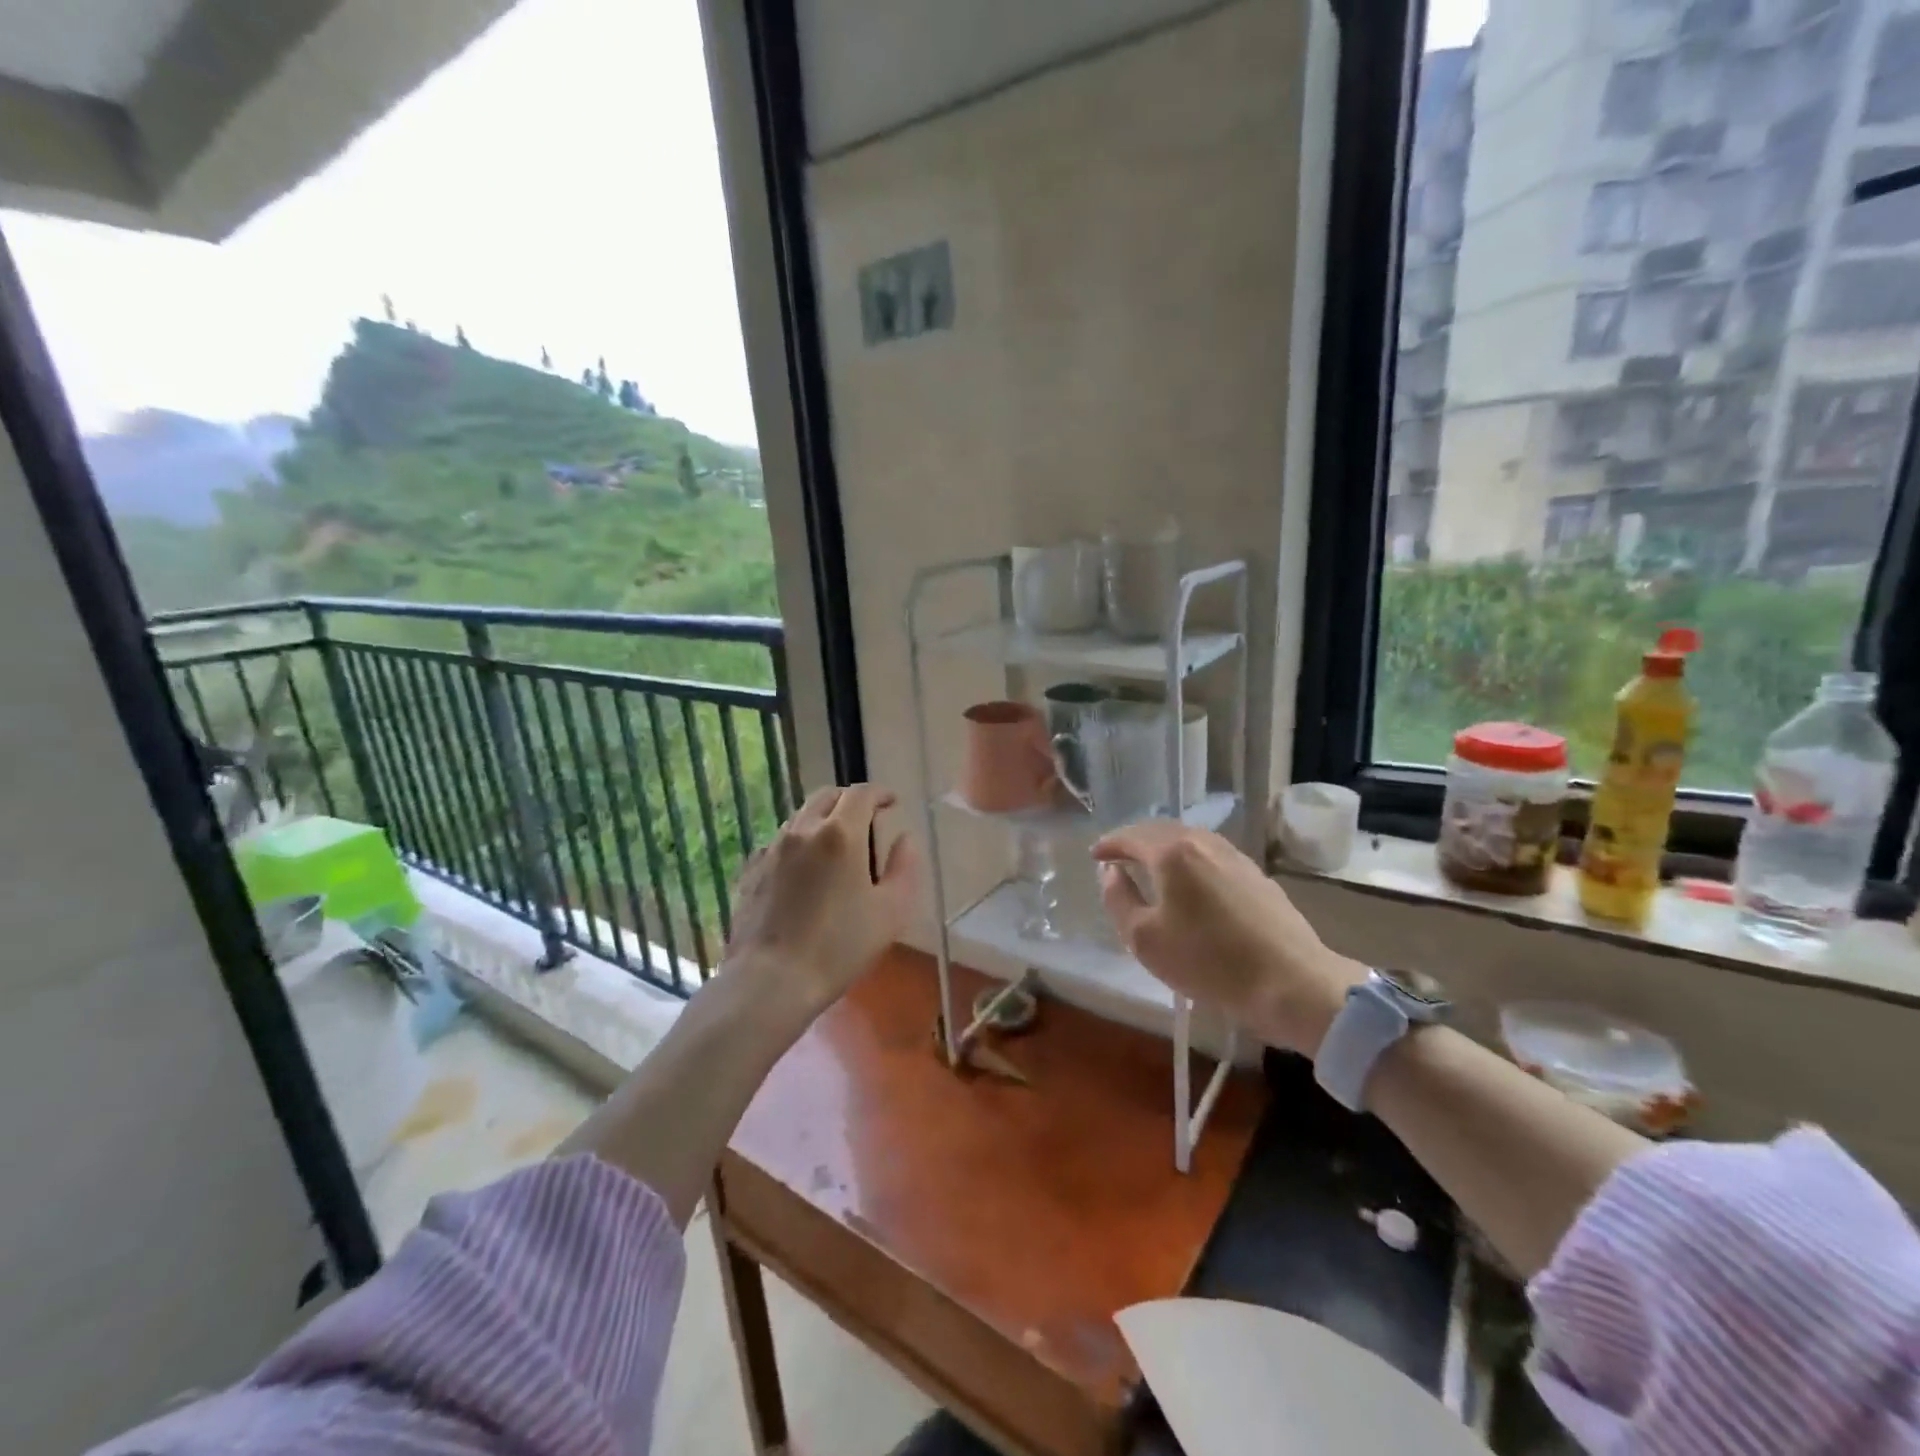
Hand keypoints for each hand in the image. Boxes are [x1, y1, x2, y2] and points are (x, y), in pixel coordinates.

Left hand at [723, 784, 919, 1015]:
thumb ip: (904, 867)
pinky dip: (798, 844)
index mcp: (841, 834)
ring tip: (836, 845)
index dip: (880, 793)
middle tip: (866, 819)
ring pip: (800, 817)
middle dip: (849, 800)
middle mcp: (803, 830)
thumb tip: (904, 839)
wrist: (771, 980)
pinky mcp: (752, 871)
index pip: (861, 794)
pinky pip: (779, 843)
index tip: (892, 803)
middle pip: (827, 796)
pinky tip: (803, 870)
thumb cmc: (839, 946)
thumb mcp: (891, 911)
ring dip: (822, 820)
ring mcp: (772, 849)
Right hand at [1092, 821, 1364, 1056]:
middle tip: (1119, 856)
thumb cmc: (1208, 962)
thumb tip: (1110, 872)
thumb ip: (1118, 899)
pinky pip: (1211, 855)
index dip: (1109, 844)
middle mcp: (1203, 843)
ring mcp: (1234, 856)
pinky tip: (1190, 880)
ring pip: (1190, 840)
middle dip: (1136, 840)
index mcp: (1172, 853)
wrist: (1291, 982)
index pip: (1131, 836)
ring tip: (1151, 865)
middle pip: (1161, 830)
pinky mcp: (1256, 875)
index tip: (1095, 855)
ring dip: (1164, 847)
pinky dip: (1190, 859)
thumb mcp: (1144, 939)